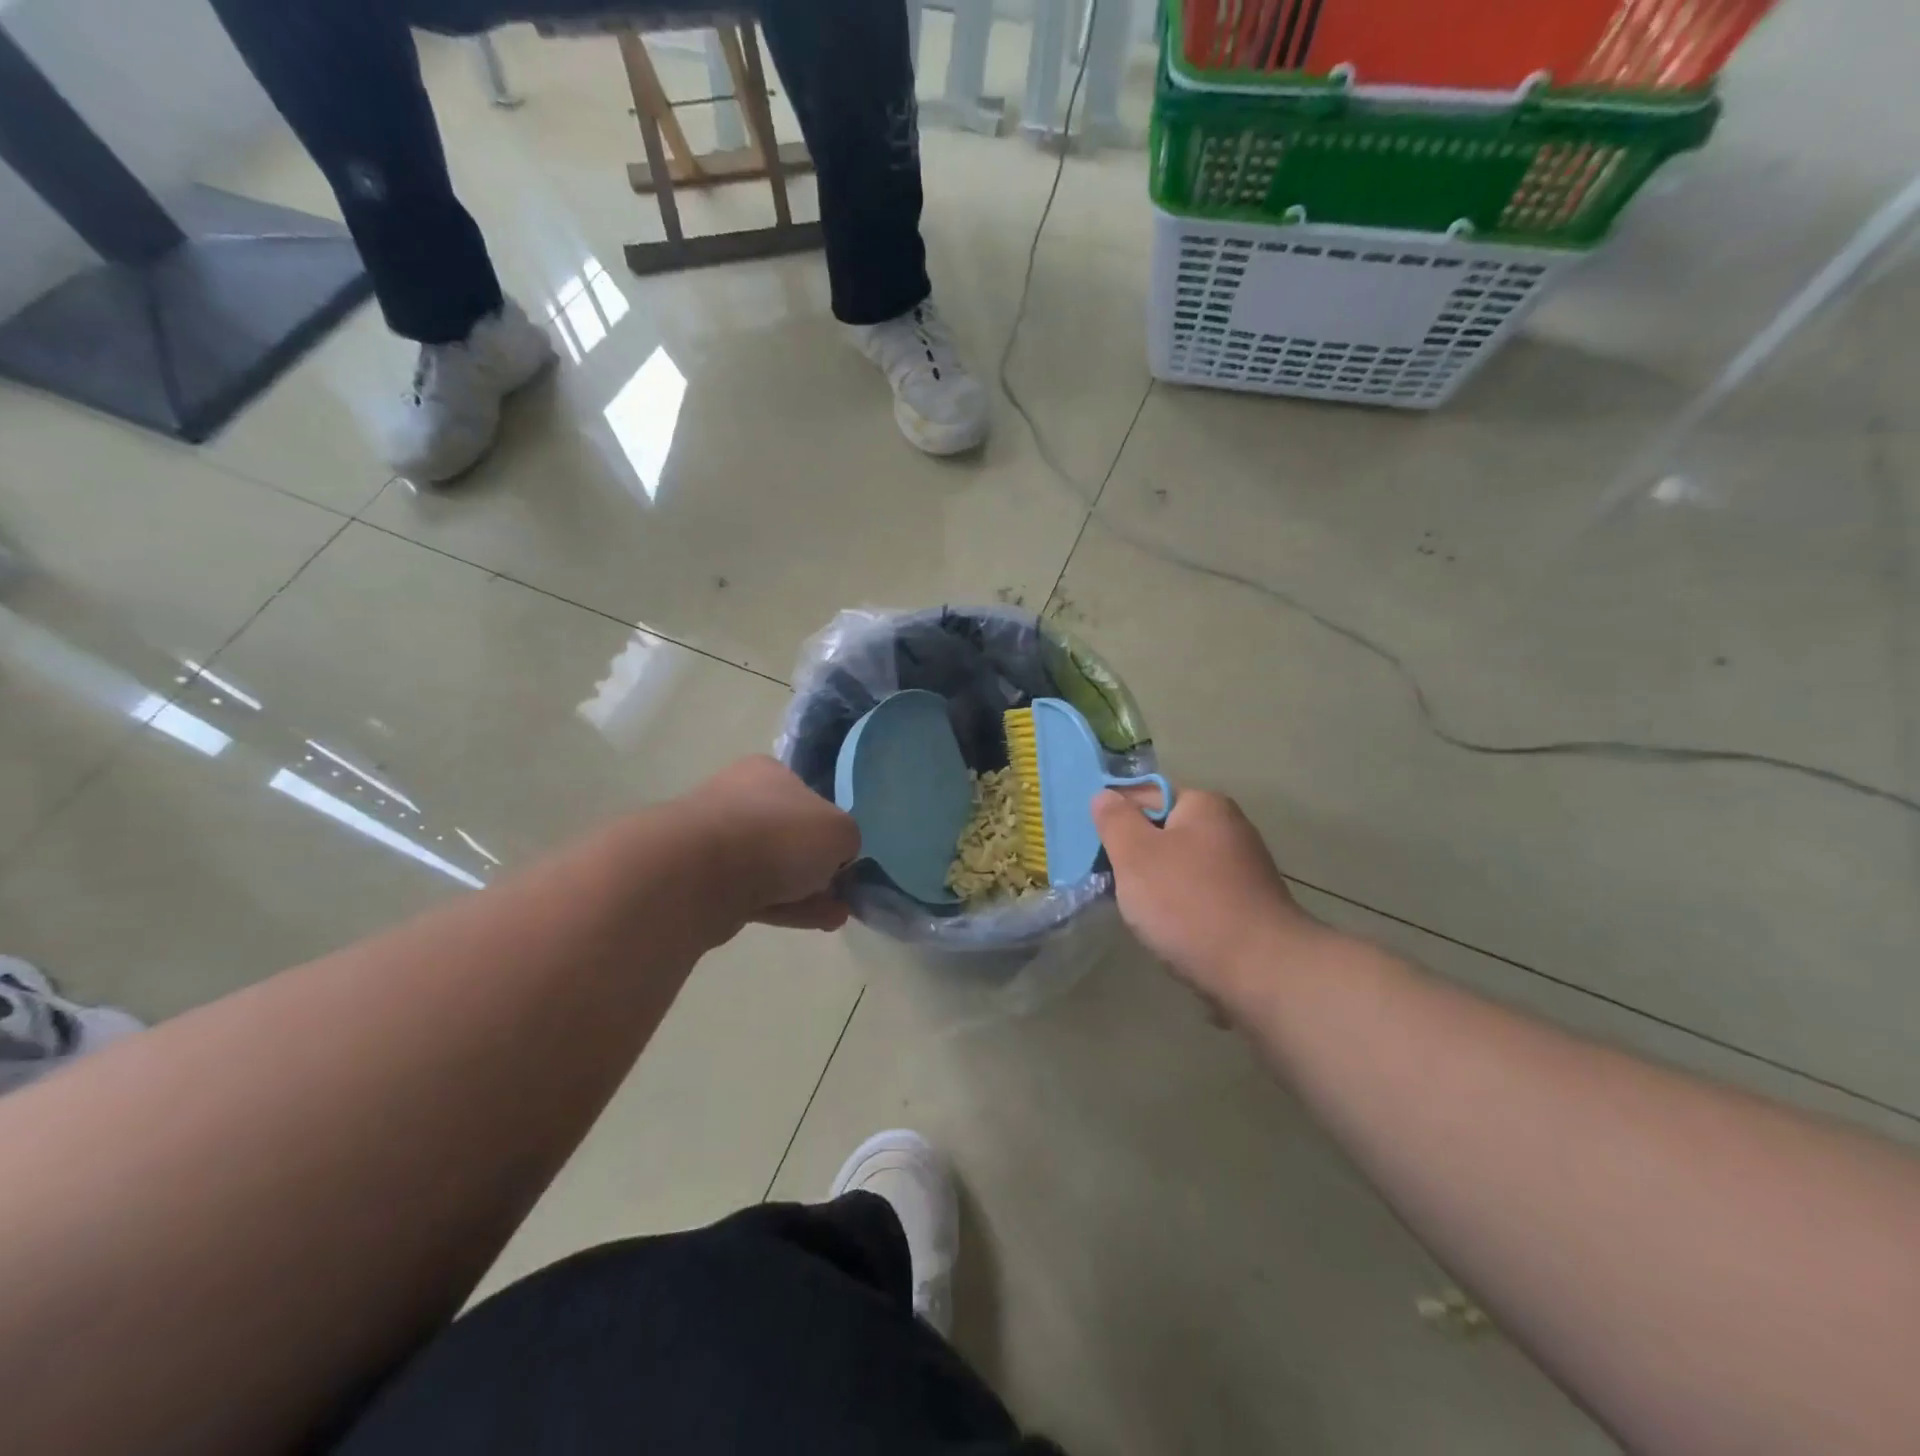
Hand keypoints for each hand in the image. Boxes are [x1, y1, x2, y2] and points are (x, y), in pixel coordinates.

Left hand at [682, 757, 859, 931]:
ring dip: (807, 891)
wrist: (701, 874)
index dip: (830, 827)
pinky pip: (757, 894)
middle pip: (790, 834)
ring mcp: (718, 842)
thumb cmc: (779, 835)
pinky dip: (788, 906)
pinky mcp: (705, 882)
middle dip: (818, 865)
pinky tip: (817, 922)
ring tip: (836, 915)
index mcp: (768, 773)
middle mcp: (739, 799)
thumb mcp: (839, 830)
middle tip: (843, 890)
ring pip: (773, 868)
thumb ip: (846, 840)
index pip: (808, 796)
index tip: (845, 856)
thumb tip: (837, 856)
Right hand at [1093, 786, 1322, 1002]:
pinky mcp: (1249, 905)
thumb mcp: (1135, 855)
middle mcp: (1230, 828)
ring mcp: (1244, 868)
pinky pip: (1199, 895)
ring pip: (1180, 866)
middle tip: (1113, 882)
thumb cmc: (1189, 904)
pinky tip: (1169, 931)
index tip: (1096, 849)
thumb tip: (1105, 796)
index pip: (1145, 795)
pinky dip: (1180, 908)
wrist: (1261, 972)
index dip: (1116, 818)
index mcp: (1205, 805)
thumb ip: (1115, 820)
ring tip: (1138, 912)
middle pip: (1164, 831)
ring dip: (1156, 885)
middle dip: (1136, 855)